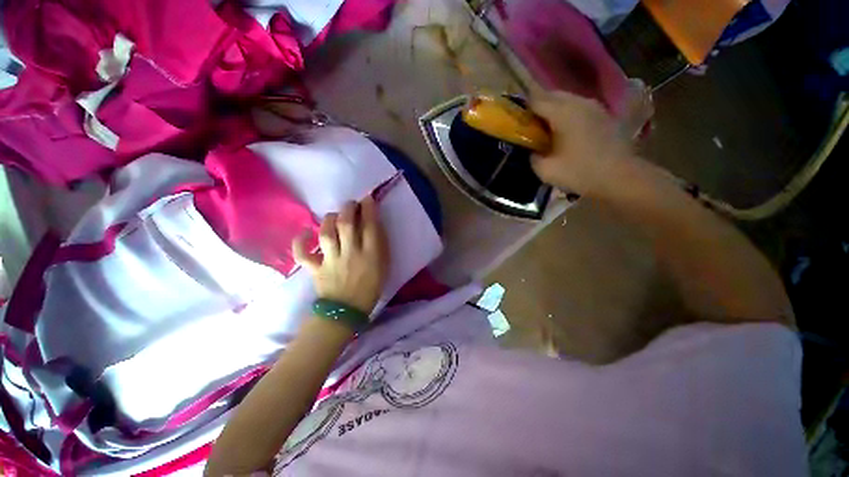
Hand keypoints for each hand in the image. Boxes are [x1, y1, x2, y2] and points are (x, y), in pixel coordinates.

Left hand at [293, 196, 389, 314]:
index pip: (370, 226)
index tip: (367, 198)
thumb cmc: (370, 288)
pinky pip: (303, 255)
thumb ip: (380, 245)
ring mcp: (331, 262)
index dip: (369, 208)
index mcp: (371, 255)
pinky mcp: (316, 269)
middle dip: (348, 208)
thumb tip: (374, 225)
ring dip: (329, 220)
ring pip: (326, 234)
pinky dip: (300, 243)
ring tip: (333, 216)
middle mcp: (351, 255)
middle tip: (350, 203)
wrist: (347, 312)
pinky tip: (304, 234)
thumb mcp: (384, 266)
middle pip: (346, 225)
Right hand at [530, 91, 633, 195]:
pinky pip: (579, 107)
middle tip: (529, 123)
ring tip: (545, 127)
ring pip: (567, 99)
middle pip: (552, 95)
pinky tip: (565, 130)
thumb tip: (532, 151)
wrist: (620, 177)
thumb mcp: (546, 170)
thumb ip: (533, 157)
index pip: (536, 100)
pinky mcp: (603, 114)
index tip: (515, 119)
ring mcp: (594, 107)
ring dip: (554, 109)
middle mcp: (579, 103)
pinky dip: (568, 113)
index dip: (523, 108)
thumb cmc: (580, 172)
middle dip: (538, 105)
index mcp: (563, 113)